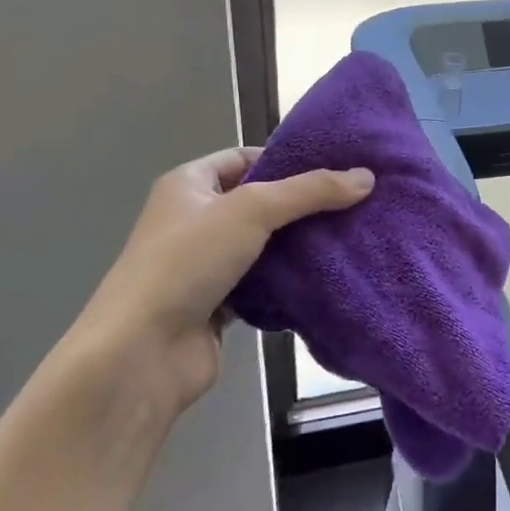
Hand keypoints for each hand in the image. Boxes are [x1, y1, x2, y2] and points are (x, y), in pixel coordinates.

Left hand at [64, 148, 373, 417]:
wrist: (142, 352)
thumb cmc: (187, 262)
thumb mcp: (252, 210)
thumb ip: (310, 191)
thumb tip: (367, 177)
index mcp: (189, 185)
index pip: (244, 158)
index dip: (286, 159)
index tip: (334, 168)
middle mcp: (193, 220)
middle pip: (258, 202)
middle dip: (301, 204)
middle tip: (353, 203)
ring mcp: (204, 265)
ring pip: (262, 245)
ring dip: (298, 244)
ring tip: (349, 237)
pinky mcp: (216, 304)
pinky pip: (261, 283)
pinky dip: (287, 281)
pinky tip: (324, 277)